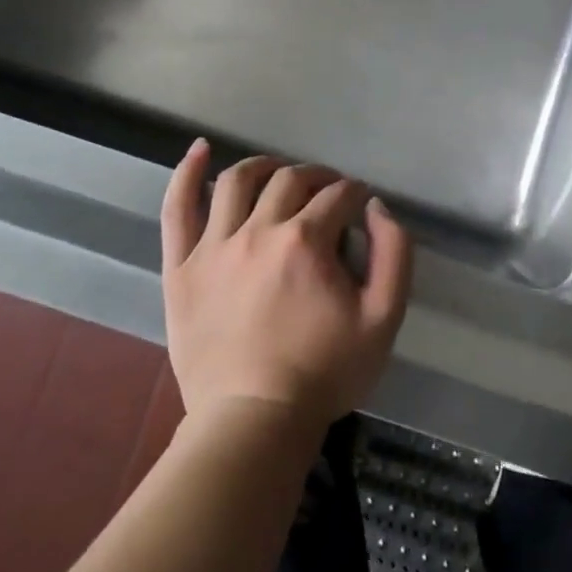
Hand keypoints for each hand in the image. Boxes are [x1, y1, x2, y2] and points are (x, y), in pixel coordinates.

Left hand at [159, 141, 412, 431]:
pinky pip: (177, 209)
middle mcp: (258, 230)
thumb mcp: (384, 318)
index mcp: (306, 240)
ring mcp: (214, 246)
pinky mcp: (182, 267)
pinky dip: (187, 173)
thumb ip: (394, 253)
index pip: (339, 195)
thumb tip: (377, 208)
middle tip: (329, 193)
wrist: (253, 421)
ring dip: (265, 167)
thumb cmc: (325, 372)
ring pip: (237, 181)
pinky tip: (199, 150)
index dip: (356, 194)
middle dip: (318, 177)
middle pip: (291, 179)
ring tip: (279, 174)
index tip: (362, 205)